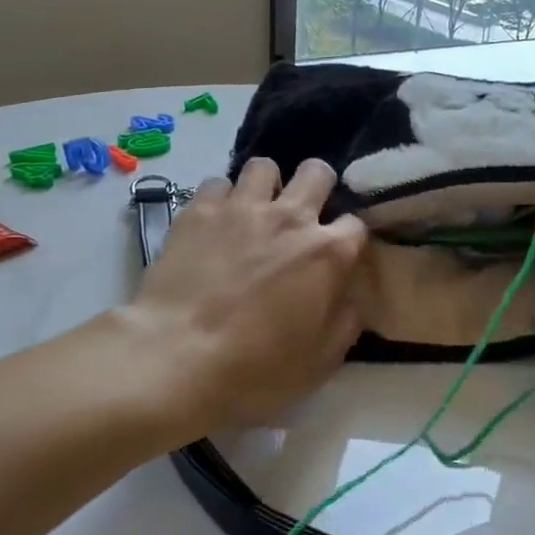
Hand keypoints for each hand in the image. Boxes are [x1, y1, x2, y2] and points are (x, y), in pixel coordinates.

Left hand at [124, 157, 366, 429]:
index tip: (338, 256)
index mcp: (327, 253)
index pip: (356, 224)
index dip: (349, 239)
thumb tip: (352, 296)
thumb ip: (346, 320)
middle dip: (317, 187)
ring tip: (255, 212)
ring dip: (267, 186)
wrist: (177, 358)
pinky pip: (217, 183)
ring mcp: (241, 207)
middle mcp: (290, 217)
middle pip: (317, 172)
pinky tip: (214, 223)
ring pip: (264, 166)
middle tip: (302, 217)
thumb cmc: (256, 369)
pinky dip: (221, 199)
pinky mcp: (198, 209)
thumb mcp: (321, 361)